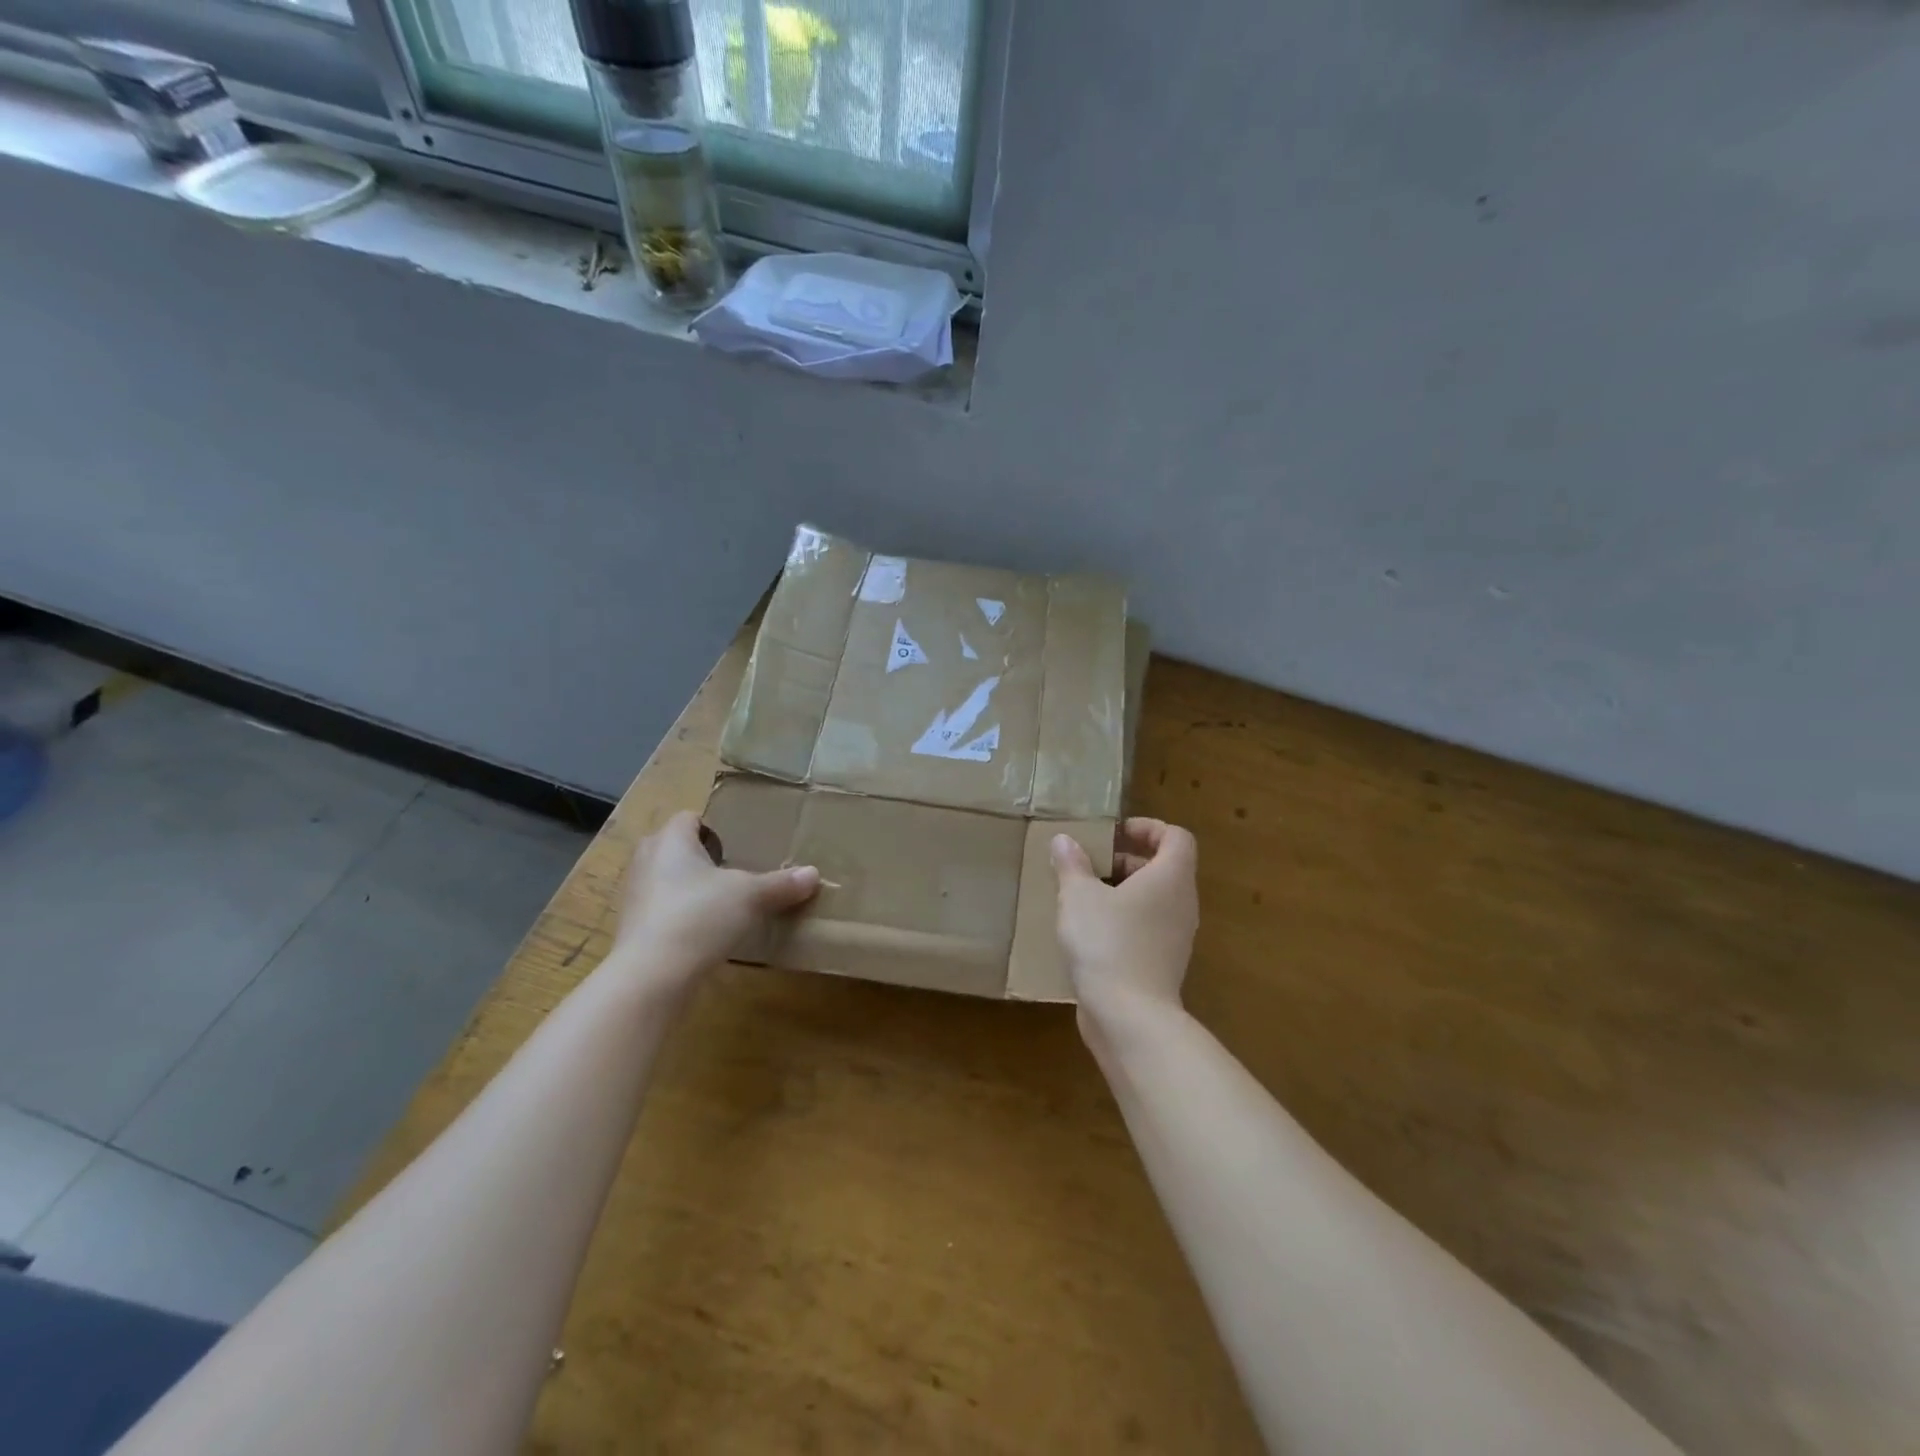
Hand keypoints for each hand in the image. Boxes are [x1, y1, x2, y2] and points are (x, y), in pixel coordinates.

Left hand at [610, 811, 819, 987]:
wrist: (651, 976)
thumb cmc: (699, 916)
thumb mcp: (750, 896)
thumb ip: (781, 884)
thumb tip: (814, 874)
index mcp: (670, 840)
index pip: (689, 818)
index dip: (714, 827)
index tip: (740, 843)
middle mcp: (646, 860)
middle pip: (676, 848)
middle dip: (702, 857)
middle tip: (736, 870)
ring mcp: (636, 896)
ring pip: (668, 881)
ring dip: (691, 889)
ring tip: (725, 903)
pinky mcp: (634, 929)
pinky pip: (663, 911)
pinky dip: (682, 917)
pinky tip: (707, 932)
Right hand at [1052, 818, 1198, 1037]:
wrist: (1129, 1016)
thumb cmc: (1107, 942)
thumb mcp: (1079, 896)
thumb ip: (1072, 864)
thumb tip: (1064, 840)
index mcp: (1171, 877)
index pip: (1176, 837)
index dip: (1147, 828)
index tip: (1113, 834)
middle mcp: (1182, 903)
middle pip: (1164, 867)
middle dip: (1127, 859)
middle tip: (1091, 863)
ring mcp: (1176, 937)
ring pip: (1155, 899)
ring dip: (1123, 891)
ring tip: (1084, 895)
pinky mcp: (1163, 963)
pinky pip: (1148, 927)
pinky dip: (1124, 920)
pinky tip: (1090, 931)